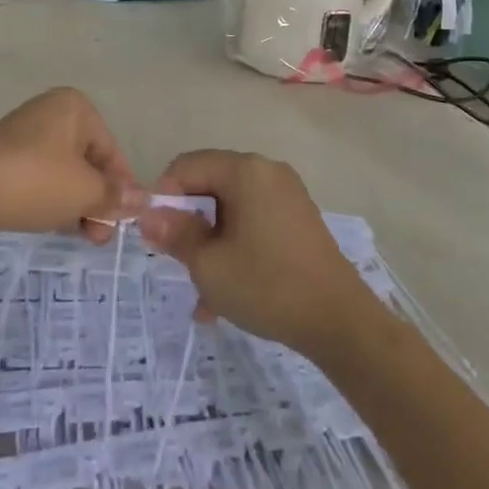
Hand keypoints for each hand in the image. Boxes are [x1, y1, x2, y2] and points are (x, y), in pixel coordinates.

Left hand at [0, 88, 143, 244]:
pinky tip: (52, 224)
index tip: (125, 222)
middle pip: (88, 162)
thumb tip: (144, 199)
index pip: (112, 151)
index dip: (122, 188)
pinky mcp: (4, 159)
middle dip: (98, 200)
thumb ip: (116, 196)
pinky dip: (51, 201)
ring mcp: (24, 136)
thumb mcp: (85, 191)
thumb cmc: (34, 181)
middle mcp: (50, 114)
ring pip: (64, 174)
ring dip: (77, 205)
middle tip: (100, 236)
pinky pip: (39, 180)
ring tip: (80, 235)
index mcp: (75, 108)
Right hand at [137, 150, 376, 358]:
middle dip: (189, 224)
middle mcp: (266, 170)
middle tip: (179, 263)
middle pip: (209, 184)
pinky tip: (227, 294)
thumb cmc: (268, 286)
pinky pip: (253, 221)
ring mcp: (287, 193)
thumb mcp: (209, 265)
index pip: (186, 166)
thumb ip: (175, 234)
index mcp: (244, 170)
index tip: (157, 236)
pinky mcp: (298, 217)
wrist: (340, 322)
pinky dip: (236, 246)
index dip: (163, 198)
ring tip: (203, 293)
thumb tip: (148, 216)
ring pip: (230, 208)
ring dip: (211, 243)